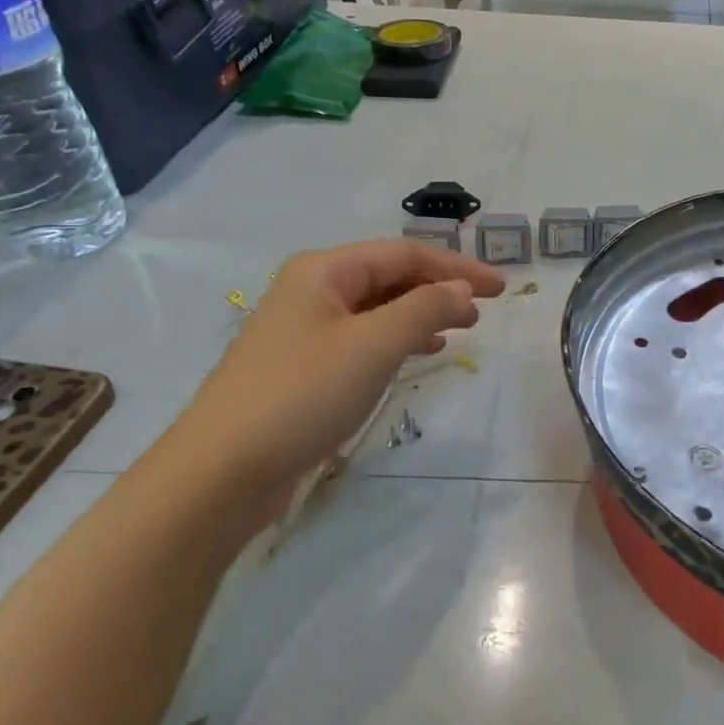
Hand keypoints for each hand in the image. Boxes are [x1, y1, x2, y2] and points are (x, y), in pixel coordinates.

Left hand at [177, 240, 503, 494]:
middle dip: (438, 289)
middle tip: (482, 313)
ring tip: (459, 331)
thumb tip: (462, 290)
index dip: (457, 268)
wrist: (223, 470)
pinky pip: (361, 339)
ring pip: (376, 309)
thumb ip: (424, 309)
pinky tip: (416, 354)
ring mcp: (303, 330)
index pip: (405, 254)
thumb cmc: (303, 394)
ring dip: (420, 314)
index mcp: (324, 270)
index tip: (500, 289)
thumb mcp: (374, 345)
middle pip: (388, 276)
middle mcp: (311, 290)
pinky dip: (395, 341)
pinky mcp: (302, 368)